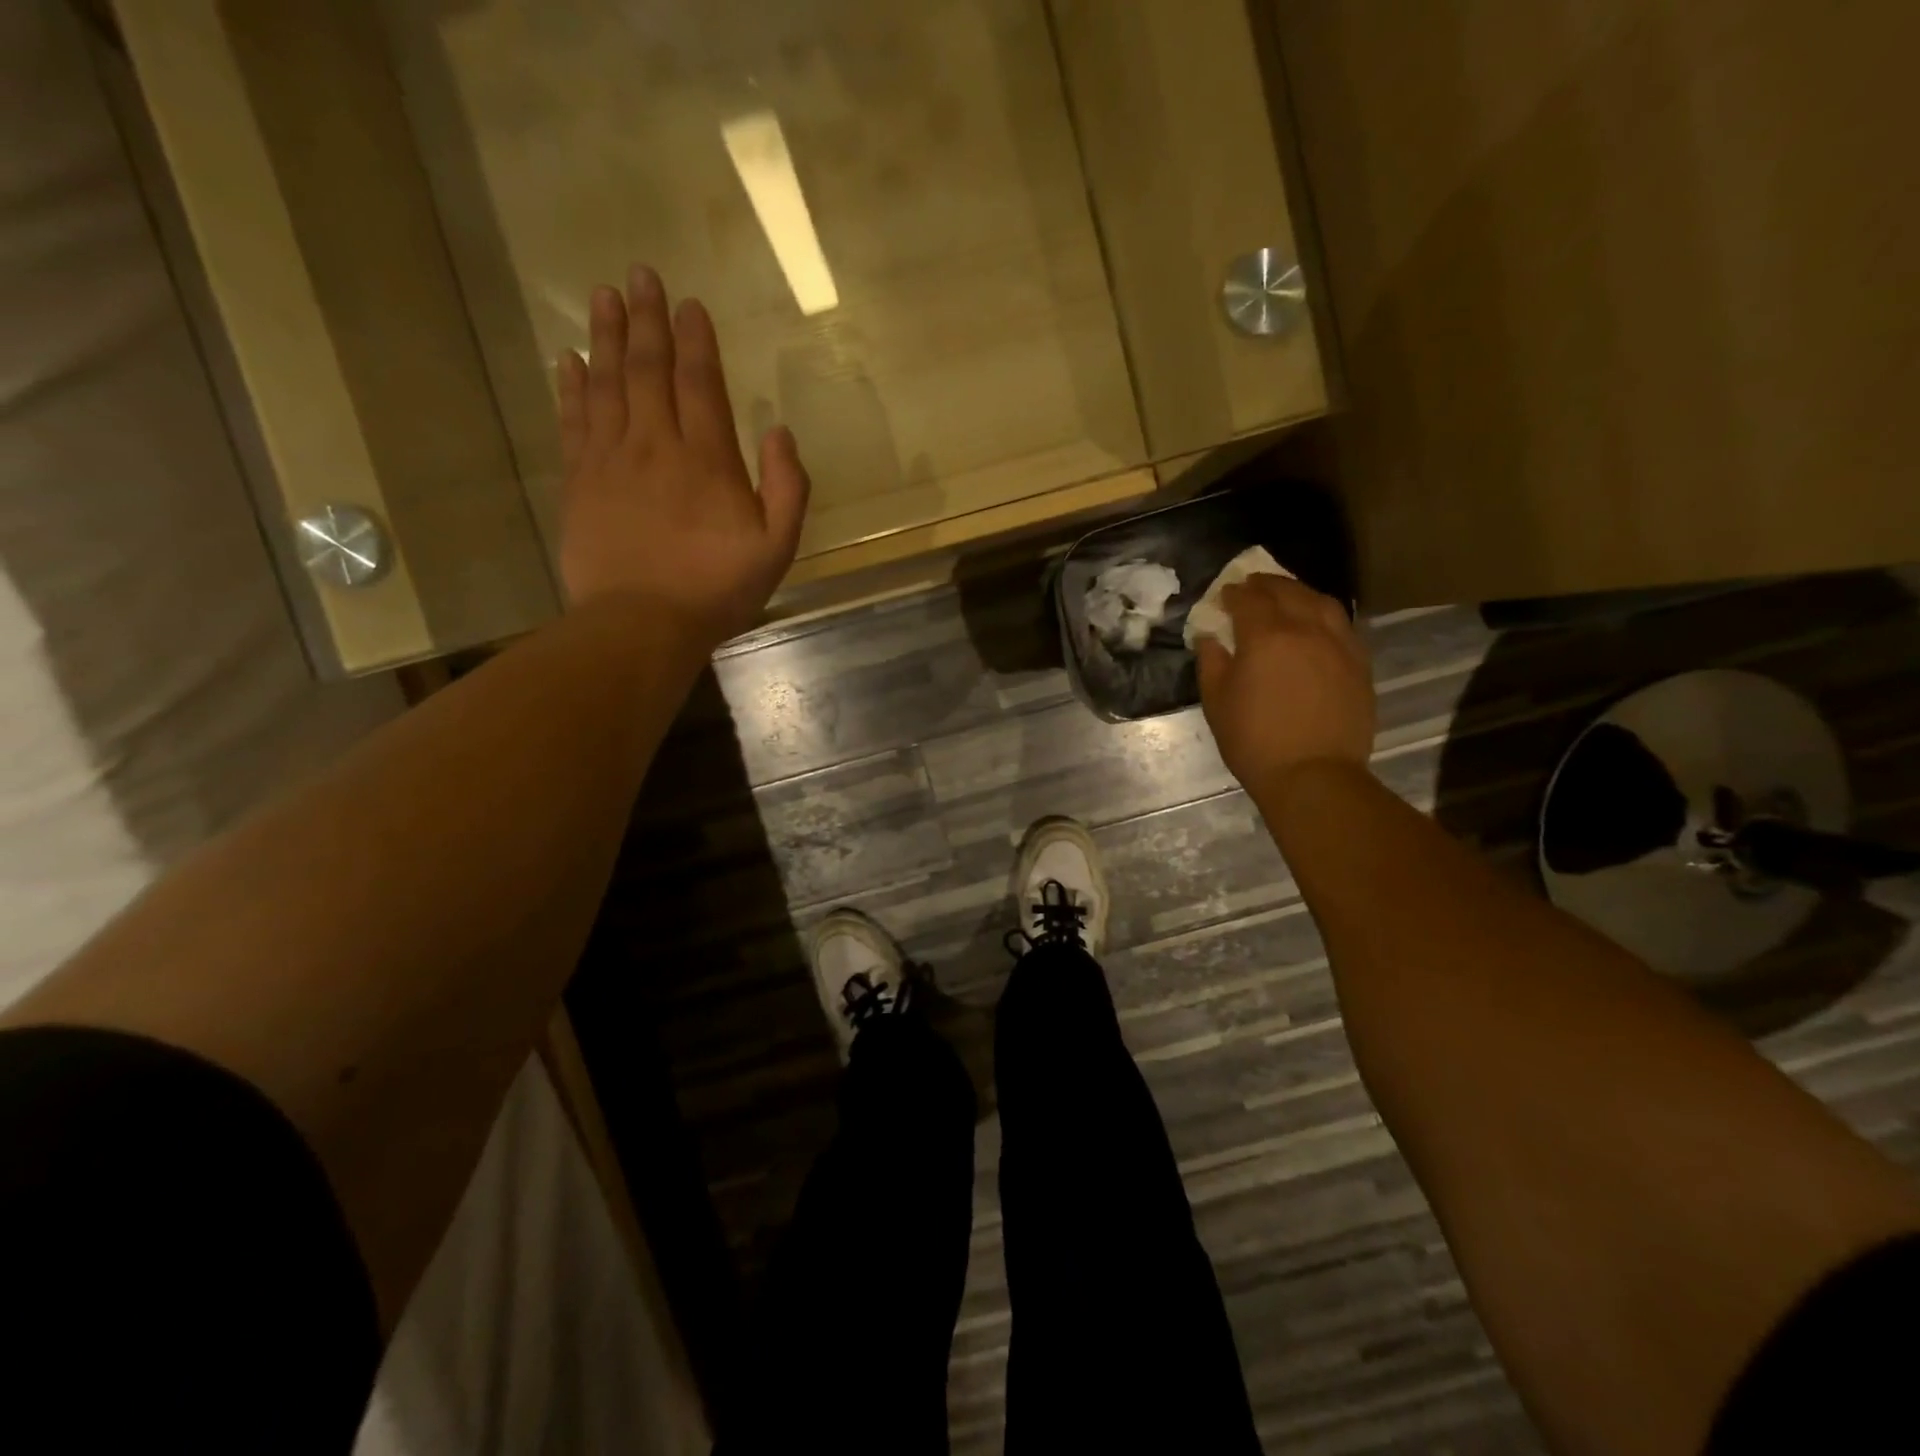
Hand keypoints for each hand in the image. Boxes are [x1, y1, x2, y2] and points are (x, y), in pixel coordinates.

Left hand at [556, 265, 809, 647]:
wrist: (641, 622)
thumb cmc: (717, 589)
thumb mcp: (776, 548)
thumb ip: (786, 489)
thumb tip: (780, 432)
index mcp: (707, 459)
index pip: (701, 384)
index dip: (696, 341)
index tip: (689, 303)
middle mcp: (656, 444)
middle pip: (648, 369)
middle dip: (647, 319)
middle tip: (640, 274)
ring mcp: (611, 460)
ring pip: (607, 383)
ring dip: (606, 336)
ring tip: (603, 295)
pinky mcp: (579, 481)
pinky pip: (574, 420)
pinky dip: (571, 386)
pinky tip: (569, 359)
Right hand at [1196, 574, 1375, 804]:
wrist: (1313, 774)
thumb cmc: (1254, 740)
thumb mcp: (1216, 702)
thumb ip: (1211, 662)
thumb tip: (1210, 637)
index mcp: (1266, 636)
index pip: (1248, 600)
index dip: (1234, 593)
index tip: (1224, 595)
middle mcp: (1306, 629)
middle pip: (1287, 592)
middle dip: (1266, 584)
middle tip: (1252, 585)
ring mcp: (1338, 644)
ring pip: (1321, 602)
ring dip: (1300, 592)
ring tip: (1288, 595)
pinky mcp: (1359, 663)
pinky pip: (1342, 624)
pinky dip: (1324, 614)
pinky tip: (1317, 623)